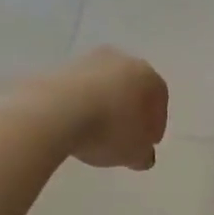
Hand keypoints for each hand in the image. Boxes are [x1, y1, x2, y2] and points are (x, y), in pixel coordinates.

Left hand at [44, 47, 168, 170]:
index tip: (147, 144)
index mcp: (148, 77)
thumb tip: (142, 153)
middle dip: (129, 111)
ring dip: (103, 106)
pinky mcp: (59, 67)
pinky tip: (73, 124)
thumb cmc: (109, 131)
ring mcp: (88, 60)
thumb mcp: (134, 154)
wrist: (55, 112)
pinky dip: (80, 104)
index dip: (155, 125)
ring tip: (95, 132)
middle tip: (123, 136)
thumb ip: (143, 154)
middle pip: (131, 88)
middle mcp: (121, 60)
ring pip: (103, 86)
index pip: (159, 100)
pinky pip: (78, 90)